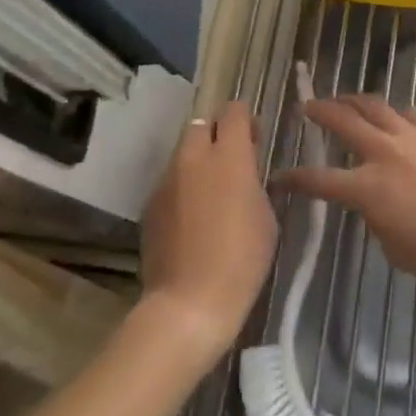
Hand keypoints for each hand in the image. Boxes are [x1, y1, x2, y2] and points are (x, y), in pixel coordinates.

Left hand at [139, 102, 277, 358]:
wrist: (189, 303)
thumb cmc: (242, 258)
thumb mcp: (266, 215)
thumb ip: (254, 182)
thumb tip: (244, 172)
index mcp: (229, 155)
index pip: (233, 112)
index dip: (245, 119)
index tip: (254, 139)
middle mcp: (193, 158)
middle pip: (201, 124)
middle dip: (216, 134)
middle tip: (230, 162)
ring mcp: (166, 180)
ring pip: (182, 154)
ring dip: (197, 162)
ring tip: (210, 193)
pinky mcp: (150, 204)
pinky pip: (170, 182)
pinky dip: (182, 188)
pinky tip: (191, 218)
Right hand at [277, 96, 415, 284]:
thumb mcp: (393, 247)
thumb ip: (377, 220)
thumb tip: (377, 205)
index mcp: (366, 188)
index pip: (319, 180)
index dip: (295, 178)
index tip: (280, 176)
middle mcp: (383, 153)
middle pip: (344, 121)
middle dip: (321, 111)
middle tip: (308, 105)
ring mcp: (413, 137)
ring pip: (376, 106)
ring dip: (356, 100)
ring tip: (347, 99)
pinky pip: (412, 113)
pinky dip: (398, 113)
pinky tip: (398, 116)